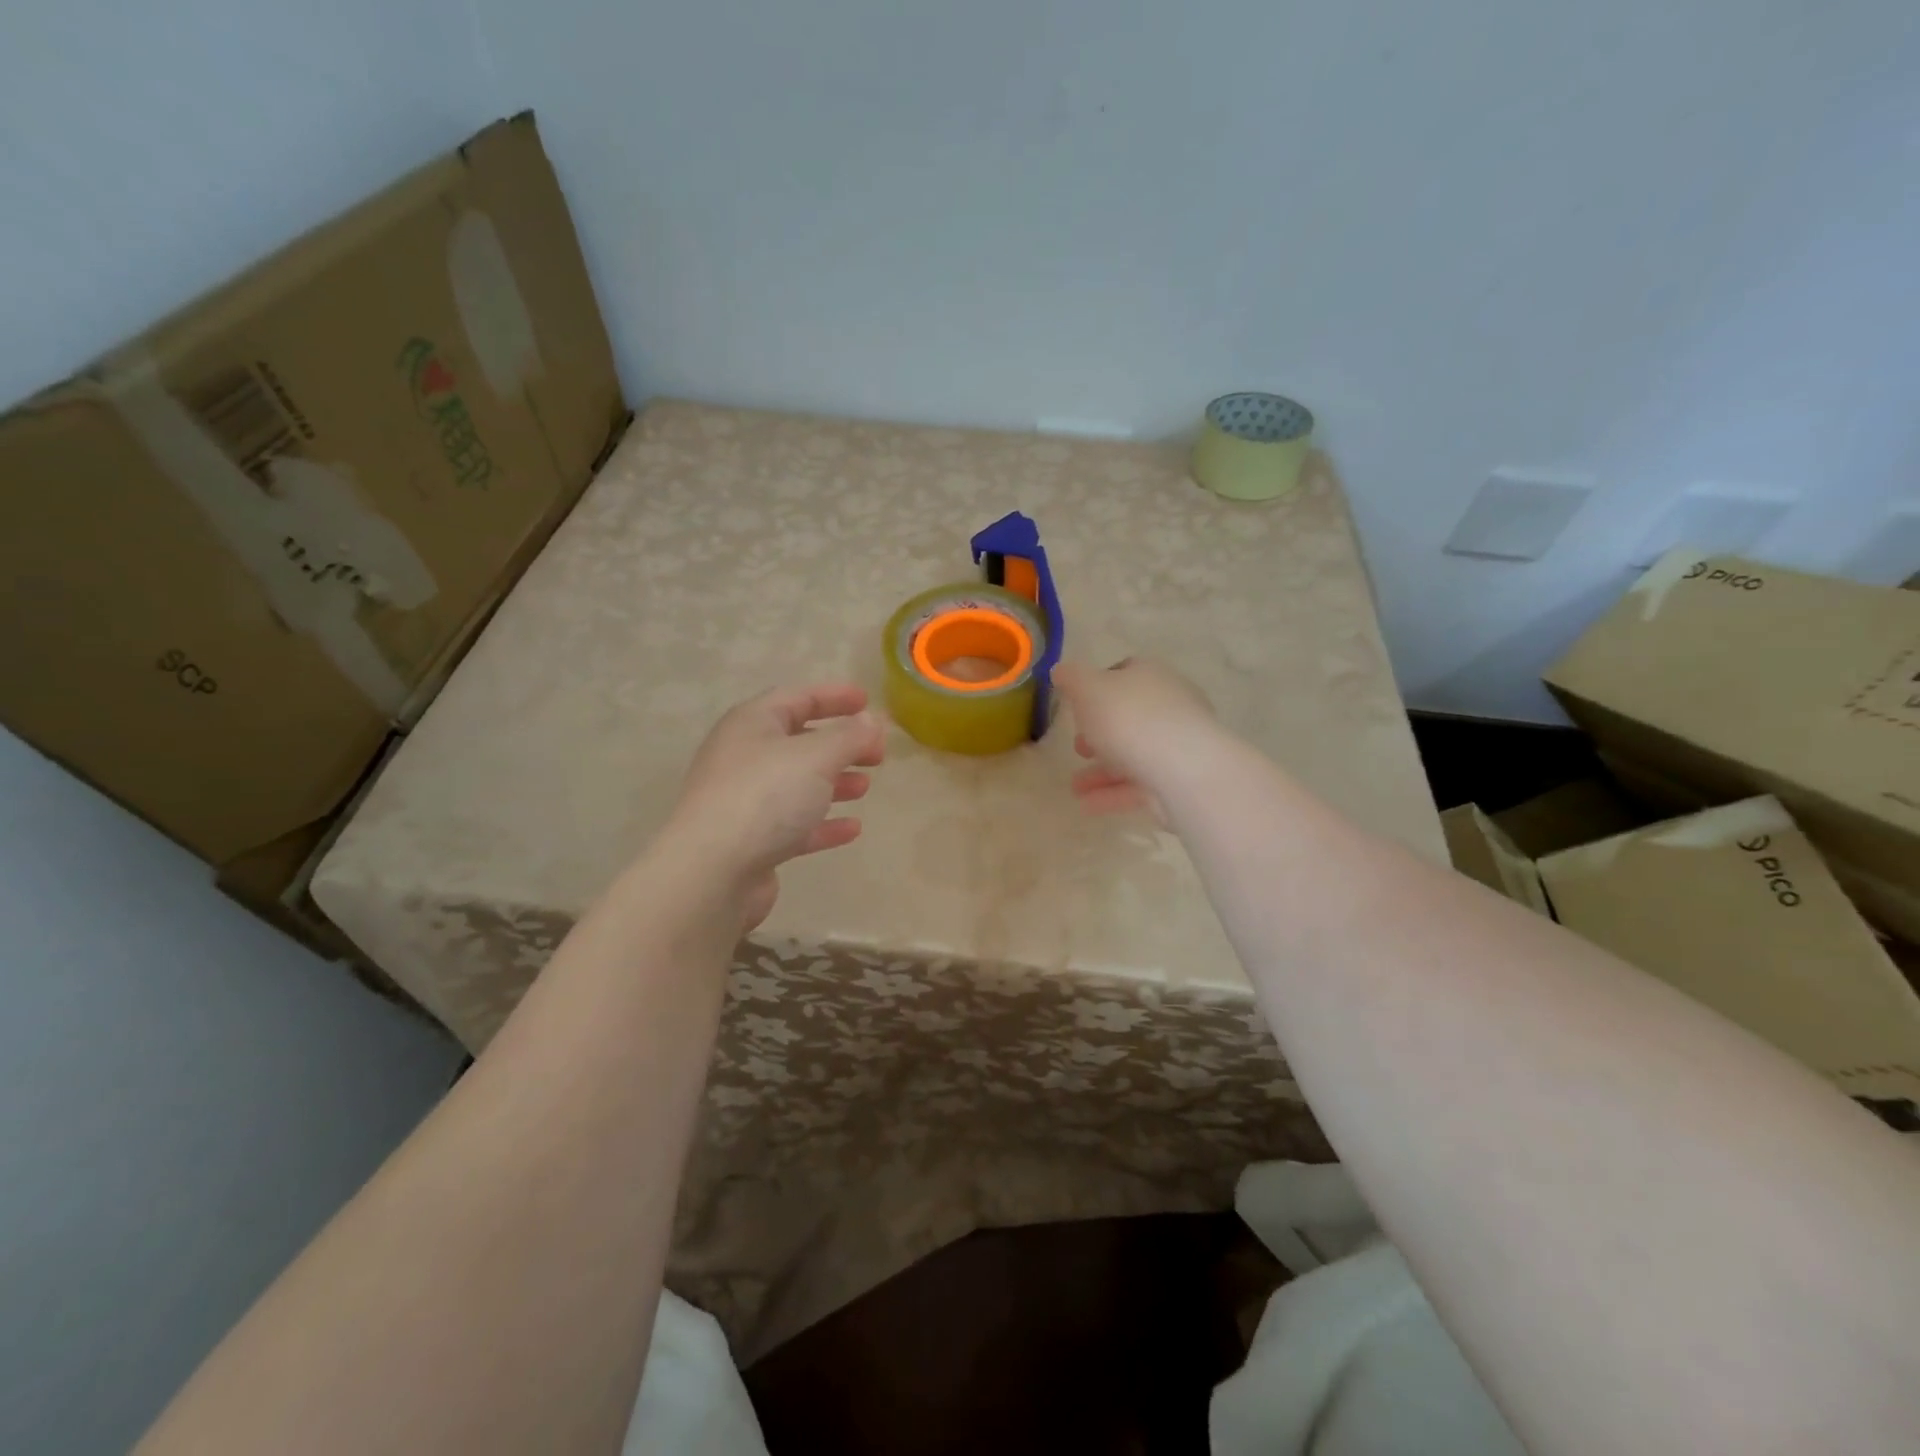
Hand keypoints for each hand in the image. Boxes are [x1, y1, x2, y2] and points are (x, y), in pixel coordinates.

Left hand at [663, 684, 884, 929]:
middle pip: (799, 741)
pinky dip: (823, 822)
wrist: (712, 871)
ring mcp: (746, 800)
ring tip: (865, 786)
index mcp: (753, 724)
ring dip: (833, 781)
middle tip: (877, 753)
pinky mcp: (752, 840)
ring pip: (798, 783)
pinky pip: (795, 823)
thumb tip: (872, 722)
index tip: (868, 701)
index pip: (798, 698)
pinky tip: (852, 828)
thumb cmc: (765, 797)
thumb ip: (850, 736)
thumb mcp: (817, 756)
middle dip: (840, 744)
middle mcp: (745, 757)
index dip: (834, 696)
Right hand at [1055, 659, 1216, 819]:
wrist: (1183, 768)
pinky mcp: (1178, 780)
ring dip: (1101, 771)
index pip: (1124, 673)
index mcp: (1150, 676)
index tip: (1076, 705)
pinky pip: (1139, 785)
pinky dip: (1113, 794)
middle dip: (1100, 734)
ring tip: (1074, 787)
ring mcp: (1176, 745)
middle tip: (1077, 748)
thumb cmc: (1130, 718)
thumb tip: (1061, 670)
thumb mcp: (1088, 689)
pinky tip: (1087, 805)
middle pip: (1129, 717)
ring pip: (1133, 755)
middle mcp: (1169, 706)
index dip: (1098, 686)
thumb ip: (1071, 678)